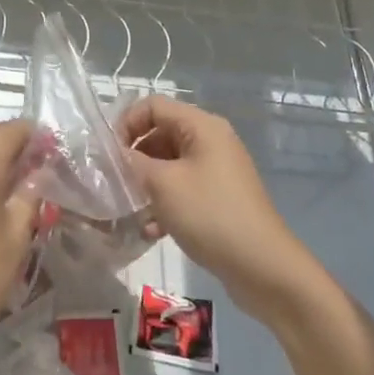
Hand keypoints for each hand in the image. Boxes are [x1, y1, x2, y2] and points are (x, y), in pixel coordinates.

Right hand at [121, 97, 315, 317]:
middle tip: (114, 182)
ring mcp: (217, 170)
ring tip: (130, 209)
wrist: (264, 268)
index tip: (108, 154)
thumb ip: (133, 163)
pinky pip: (183, 188)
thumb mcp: (163, 185)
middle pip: (160, 133)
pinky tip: (151, 230)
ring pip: (169, 164)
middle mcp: (211, 140)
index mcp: (201, 126)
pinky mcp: (219, 198)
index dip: (126, 123)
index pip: (153, 106)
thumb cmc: (210, 215)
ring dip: (147, 183)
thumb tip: (114, 154)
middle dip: (135, 157)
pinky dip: (164, 203)